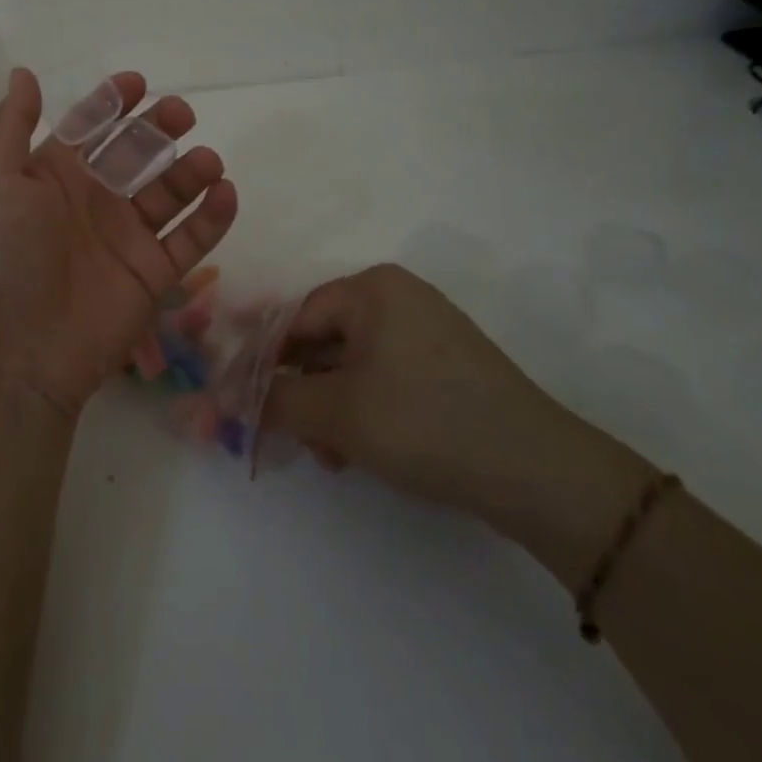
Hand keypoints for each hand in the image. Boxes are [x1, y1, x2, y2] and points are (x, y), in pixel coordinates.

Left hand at [0, 69, 238, 419]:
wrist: (15, 352)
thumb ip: (11, 124)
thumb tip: (23, 72)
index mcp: (53, 176)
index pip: (90, 128)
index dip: (112, 103)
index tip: (138, 83)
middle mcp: (93, 202)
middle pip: (136, 153)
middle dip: (159, 128)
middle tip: (181, 113)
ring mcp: (126, 239)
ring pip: (169, 193)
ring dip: (192, 171)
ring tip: (208, 160)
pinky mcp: (154, 275)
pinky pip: (191, 240)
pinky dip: (213, 217)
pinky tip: (226, 193)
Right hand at [263, 266, 652, 563]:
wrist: (538, 472)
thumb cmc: (425, 422)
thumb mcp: (338, 413)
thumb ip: (274, 401)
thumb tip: (223, 398)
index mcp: (372, 289)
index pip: (295, 316)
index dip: (262, 360)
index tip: (240, 399)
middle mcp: (398, 298)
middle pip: (323, 341)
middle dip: (300, 392)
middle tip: (288, 436)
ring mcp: (426, 330)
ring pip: (352, 364)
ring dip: (329, 409)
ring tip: (329, 456)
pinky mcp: (445, 365)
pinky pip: (383, 377)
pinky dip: (363, 410)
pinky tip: (358, 452)